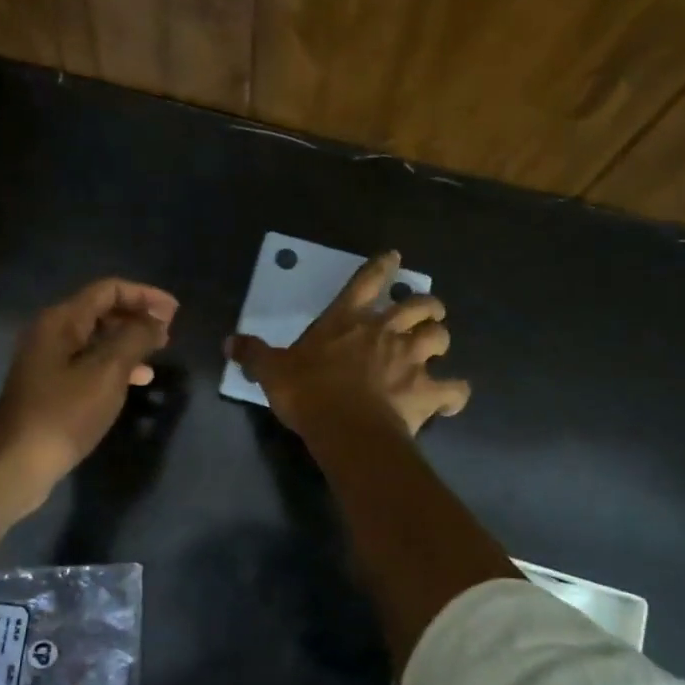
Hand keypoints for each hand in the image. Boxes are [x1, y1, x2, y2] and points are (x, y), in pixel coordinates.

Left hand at [0, 278, 178, 513]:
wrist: (17, 463)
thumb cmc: (65, 413)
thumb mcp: (108, 372)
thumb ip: (135, 338)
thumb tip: (157, 318)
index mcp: (61, 320)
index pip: (108, 290)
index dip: (144, 295)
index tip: (175, 312)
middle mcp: (51, 333)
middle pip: (101, 311)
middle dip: (137, 317)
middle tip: (169, 332)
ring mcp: (48, 361)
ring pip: (96, 338)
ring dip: (129, 341)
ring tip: (158, 353)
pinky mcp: (51, 386)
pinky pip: (89, 362)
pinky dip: (115, 364)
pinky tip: (136, 380)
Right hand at [227, 250, 470, 437]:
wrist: (345, 428)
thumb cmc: (308, 392)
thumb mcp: (272, 371)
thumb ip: (254, 354)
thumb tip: (229, 342)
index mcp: (348, 321)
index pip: (366, 281)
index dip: (381, 266)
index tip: (394, 257)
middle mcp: (385, 332)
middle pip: (418, 305)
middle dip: (426, 304)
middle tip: (428, 308)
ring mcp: (411, 360)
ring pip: (439, 338)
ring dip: (440, 339)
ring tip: (438, 345)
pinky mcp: (427, 392)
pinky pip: (454, 390)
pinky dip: (456, 393)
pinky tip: (453, 397)